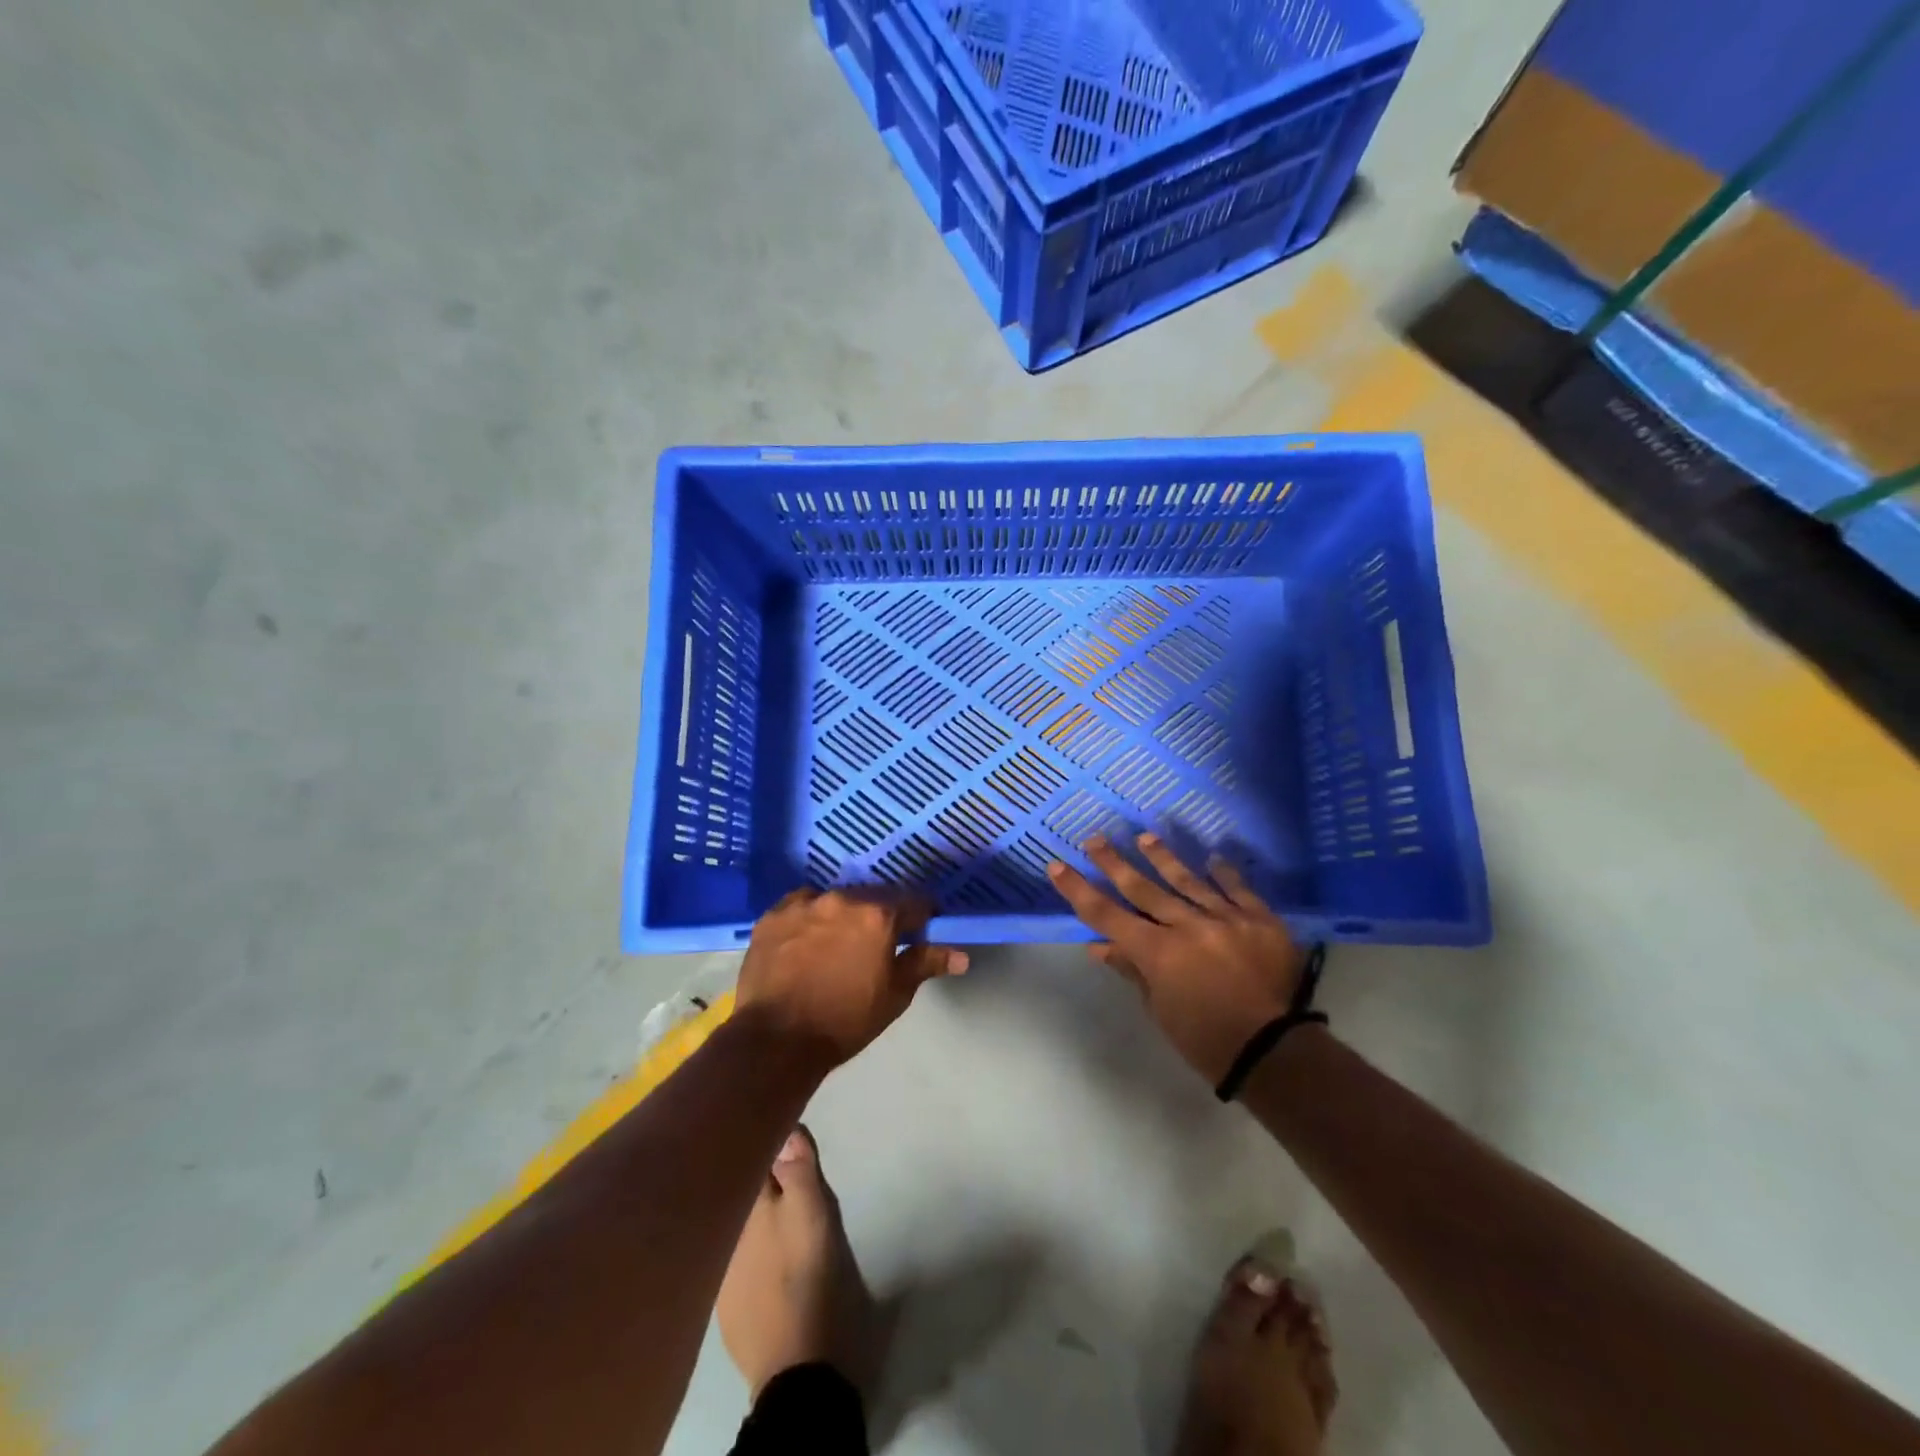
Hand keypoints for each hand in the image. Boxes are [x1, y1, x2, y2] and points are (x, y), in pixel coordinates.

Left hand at [735, 888, 967, 1068]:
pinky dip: (809, 919)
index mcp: (879, 915)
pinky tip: (805, 943)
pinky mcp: (773, 914)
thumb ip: (925, 964)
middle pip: (873, 897)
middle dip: (880, 916)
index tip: (920, 931)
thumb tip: (962, 955)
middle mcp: (843, 898)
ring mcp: (804, 903)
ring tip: (837, 944)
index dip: (921, 917)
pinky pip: (801, 907)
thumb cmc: (845, 1021)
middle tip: (876, 943)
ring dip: (843, 915)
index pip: (914, 903)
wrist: (776, 1041)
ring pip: (835, 900)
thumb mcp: (894, 995)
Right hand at [1048, 834, 1309, 1082]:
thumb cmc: (1205, 1039)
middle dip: (1114, 863)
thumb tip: (1099, 946)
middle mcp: (1188, 926)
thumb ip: (1132, 970)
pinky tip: (1213, 859)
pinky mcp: (1260, 921)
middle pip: (1143, 888)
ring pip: (1188, 880)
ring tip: (1144, 838)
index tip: (1058, 866)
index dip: (1079, 890)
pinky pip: (1238, 890)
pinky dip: (1224, 874)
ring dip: (1163, 858)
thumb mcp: (1160, 1009)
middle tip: (1095, 839)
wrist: (1275, 1052)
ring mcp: (1226, 919)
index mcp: (1158, 952)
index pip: (1107, 914)